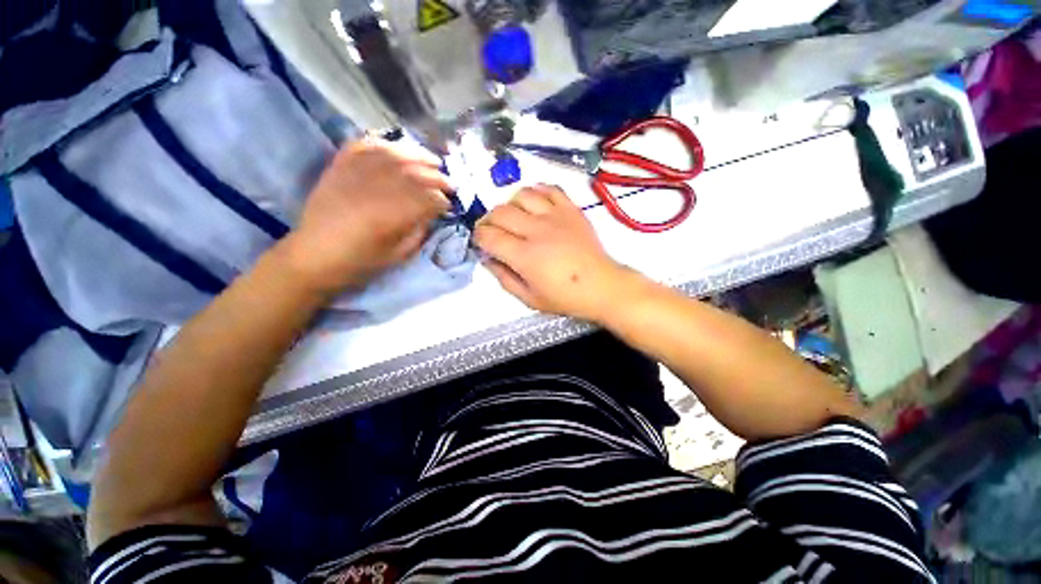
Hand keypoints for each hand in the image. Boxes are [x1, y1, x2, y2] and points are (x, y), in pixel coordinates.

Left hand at [277, 138, 450, 294]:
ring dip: (418, 156)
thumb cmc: (360, 261)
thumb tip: (432, 213)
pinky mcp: (339, 167)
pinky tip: (399, 149)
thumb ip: (418, 231)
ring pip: (393, 154)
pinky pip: (364, 146)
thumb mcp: (398, 255)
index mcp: (390, 216)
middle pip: (414, 173)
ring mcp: (354, 174)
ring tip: (433, 161)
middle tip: (450, 184)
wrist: (314, 255)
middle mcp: (374, 189)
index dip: (442, 201)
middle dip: (437, 178)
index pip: (427, 199)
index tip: (450, 206)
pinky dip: (385, 144)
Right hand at [475, 185, 637, 321]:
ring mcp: (555, 216)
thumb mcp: (528, 299)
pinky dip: (536, 192)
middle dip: (488, 221)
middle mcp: (536, 231)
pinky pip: (548, 189)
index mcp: (524, 256)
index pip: (489, 236)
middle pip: (500, 212)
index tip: (481, 242)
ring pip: (521, 195)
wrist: (601, 286)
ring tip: (514, 217)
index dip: (478, 237)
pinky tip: (534, 205)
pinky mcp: (570, 209)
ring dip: (510, 204)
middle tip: (493, 232)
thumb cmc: (565, 297)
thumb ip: (503, 278)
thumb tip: (487, 259)